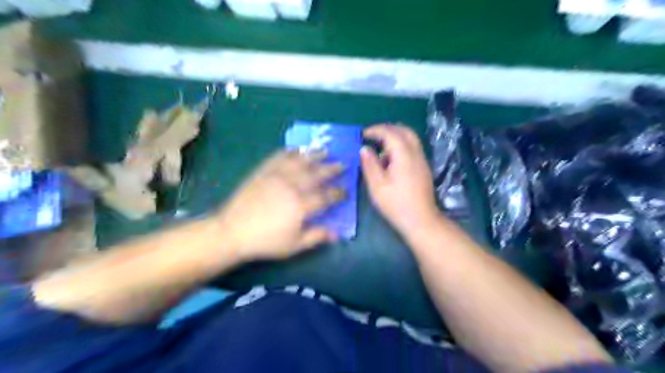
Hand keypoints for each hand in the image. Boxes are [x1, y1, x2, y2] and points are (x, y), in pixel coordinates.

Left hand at [219, 151, 344, 260]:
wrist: (232, 231)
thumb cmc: (265, 241)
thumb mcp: (293, 246)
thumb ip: (316, 237)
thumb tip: (336, 234)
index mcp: (301, 206)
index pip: (326, 197)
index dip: (338, 193)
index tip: (346, 191)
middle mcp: (292, 187)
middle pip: (317, 175)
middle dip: (332, 169)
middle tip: (343, 164)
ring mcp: (277, 176)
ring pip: (301, 162)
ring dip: (315, 155)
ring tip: (325, 151)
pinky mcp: (264, 171)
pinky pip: (279, 157)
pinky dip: (290, 152)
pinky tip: (297, 150)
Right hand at [358, 123, 439, 233]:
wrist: (421, 220)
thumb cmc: (396, 204)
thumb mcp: (377, 186)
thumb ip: (370, 164)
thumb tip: (364, 149)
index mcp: (404, 155)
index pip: (391, 133)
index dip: (376, 130)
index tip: (363, 134)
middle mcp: (416, 154)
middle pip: (404, 131)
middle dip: (387, 129)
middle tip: (373, 135)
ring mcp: (422, 161)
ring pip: (410, 139)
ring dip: (395, 138)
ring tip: (380, 150)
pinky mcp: (423, 169)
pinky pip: (412, 149)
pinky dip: (400, 147)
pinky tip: (390, 162)